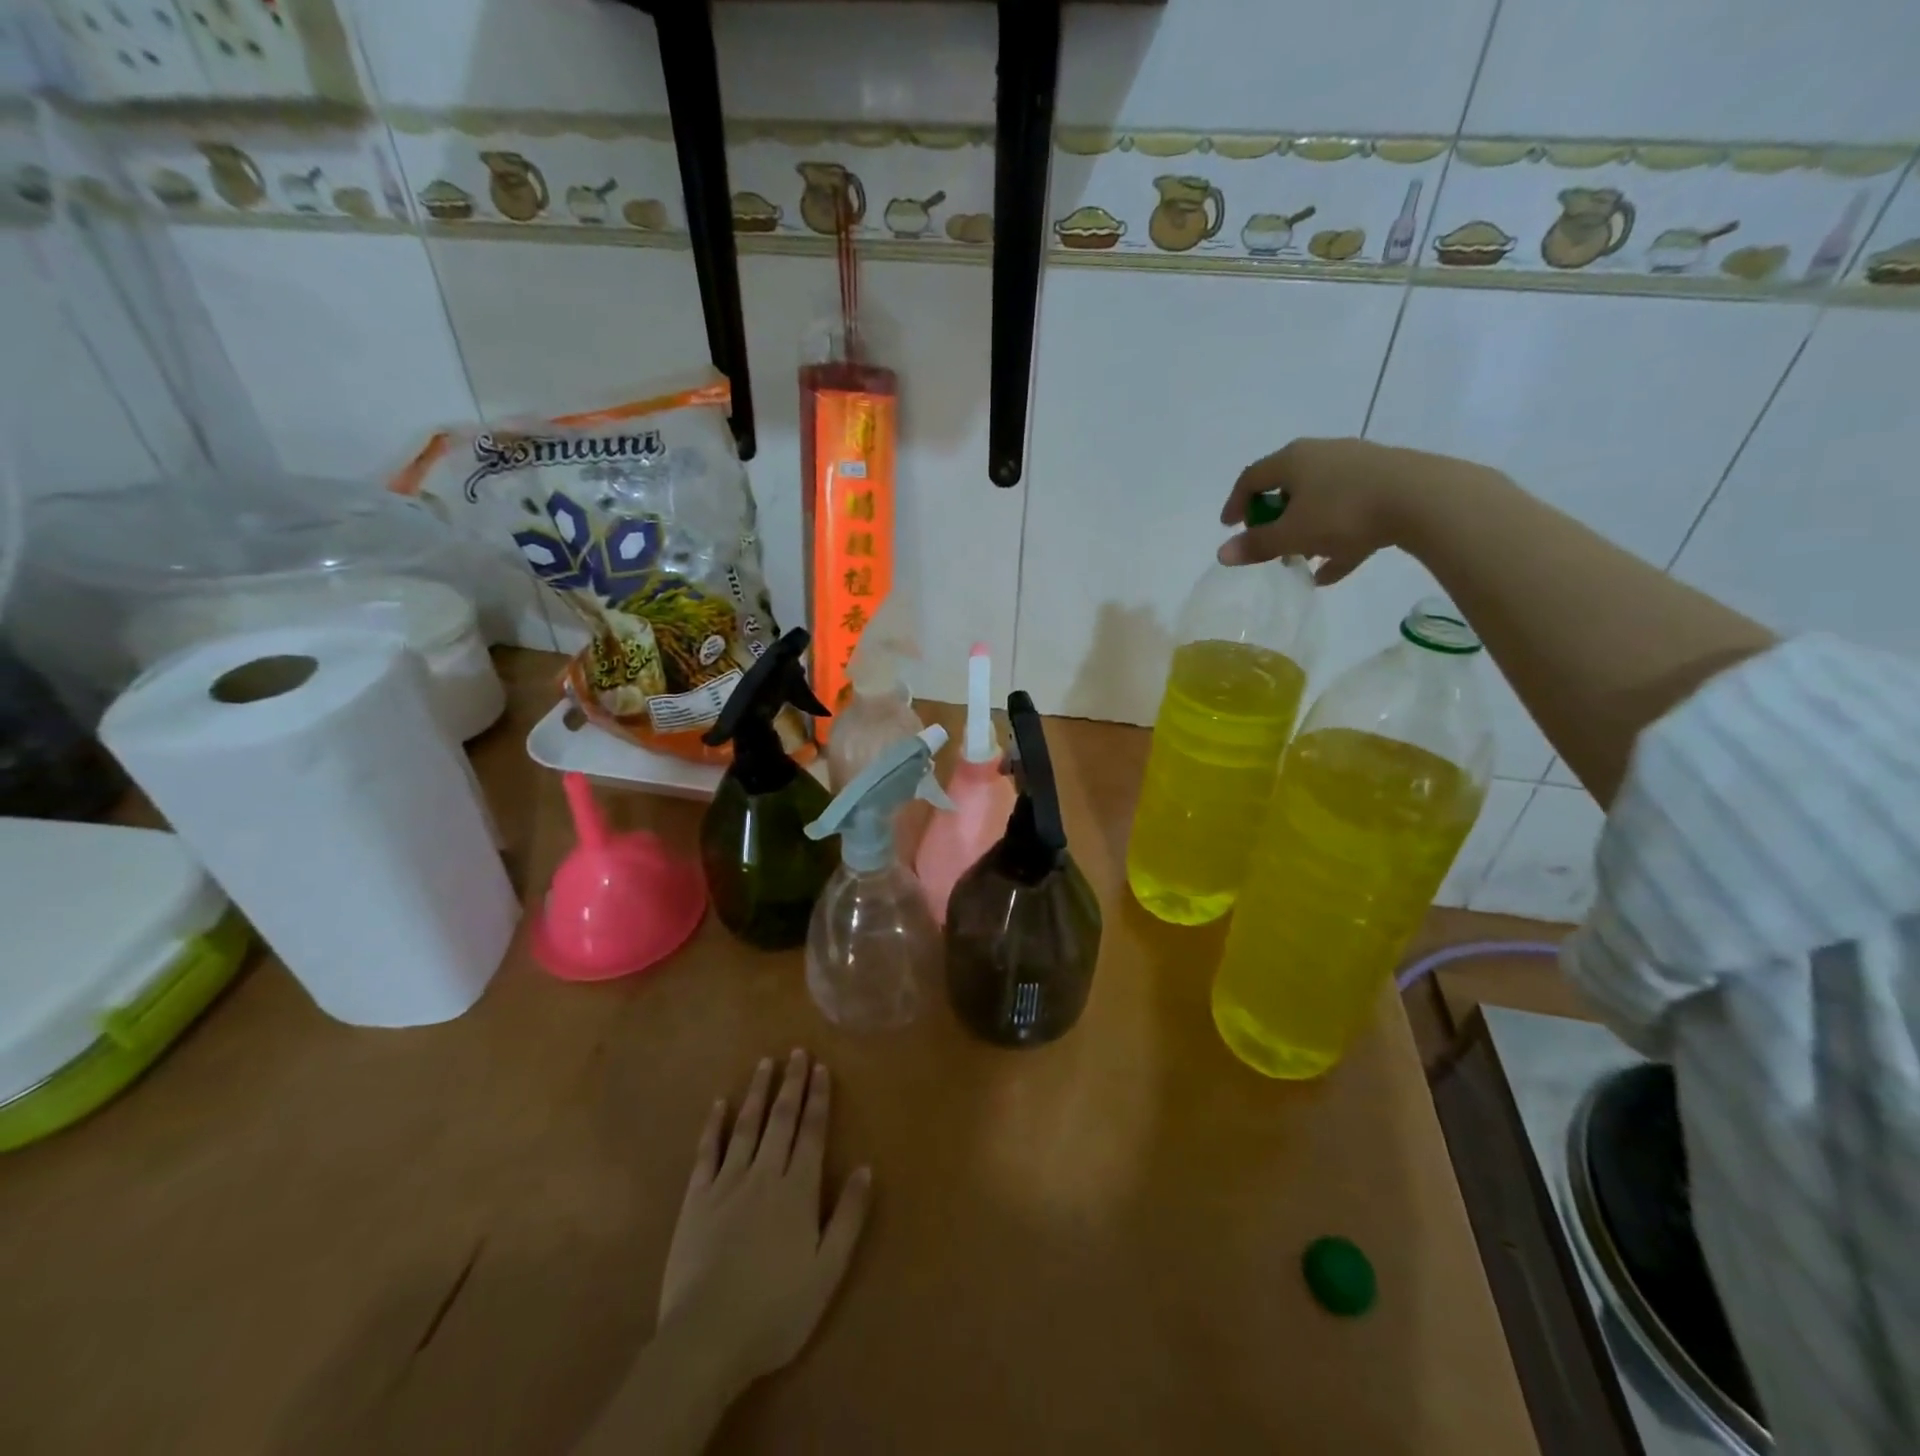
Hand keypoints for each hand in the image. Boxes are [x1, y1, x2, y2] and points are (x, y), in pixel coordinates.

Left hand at [657, 1050, 871, 1397]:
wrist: (706, 1338)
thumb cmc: (775, 1310)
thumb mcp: (827, 1270)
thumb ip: (848, 1216)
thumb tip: (865, 1168)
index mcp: (798, 1190)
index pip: (812, 1132)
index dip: (818, 1098)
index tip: (821, 1068)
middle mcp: (765, 1174)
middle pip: (781, 1120)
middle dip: (791, 1084)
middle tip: (797, 1053)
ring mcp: (727, 1184)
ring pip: (746, 1126)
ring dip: (757, 1093)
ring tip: (765, 1064)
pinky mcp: (695, 1200)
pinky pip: (707, 1152)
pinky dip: (714, 1125)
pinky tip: (719, 1105)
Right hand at [1217, 437, 1493, 585]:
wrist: (1423, 499)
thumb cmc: (1343, 512)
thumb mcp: (1293, 535)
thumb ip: (1257, 545)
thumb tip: (1222, 554)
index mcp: (1294, 460)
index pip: (1252, 477)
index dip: (1236, 503)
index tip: (1229, 527)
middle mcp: (1323, 454)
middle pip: (1288, 486)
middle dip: (1274, 518)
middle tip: (1267, 543)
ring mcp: (1358, 466)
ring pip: (1321, 500)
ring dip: (1305, 531)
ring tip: (1301, 563)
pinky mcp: (1386, 482)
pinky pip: (1350, 511)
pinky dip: (1336, 538)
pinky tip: (1332, 571)